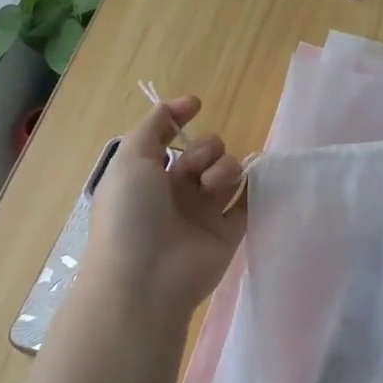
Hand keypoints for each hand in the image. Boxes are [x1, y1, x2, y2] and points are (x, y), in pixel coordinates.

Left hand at [83, 95, 246, 317]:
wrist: (146, 277)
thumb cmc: (130, 214)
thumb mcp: (130, 159)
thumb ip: (153, 126)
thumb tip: (182, 105)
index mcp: (147, 175)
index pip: (168, 138)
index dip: (180, 118)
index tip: (197, 104)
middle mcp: (176, 191)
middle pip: (205, 151)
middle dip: (205, 150)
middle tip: (194, 171)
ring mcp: (204, 212)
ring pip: (229, 171)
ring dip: (224, 168)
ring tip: (211, 188)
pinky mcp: (229, 232)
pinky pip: (249, 201)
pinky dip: (253, 189)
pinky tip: (251, 184)